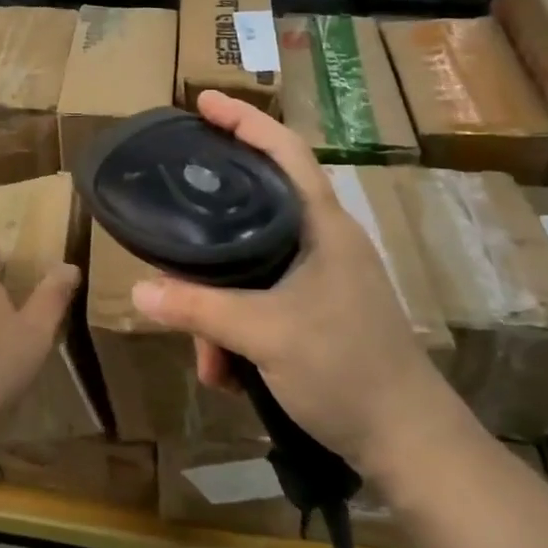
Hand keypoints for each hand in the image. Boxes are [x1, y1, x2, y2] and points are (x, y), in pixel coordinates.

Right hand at [131, 90, 450, 469]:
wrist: (409, 445)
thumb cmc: (347, 369)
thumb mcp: (265, 334)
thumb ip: (199, 308)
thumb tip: (138, 290)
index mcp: (323, 225)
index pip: (284, 151)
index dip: (244, 120)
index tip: (202, 102)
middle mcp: (321, 242)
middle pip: (252, 209)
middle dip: (207, 238)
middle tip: (169, 231)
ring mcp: (320, 279)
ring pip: (249, 267)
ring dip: (218, 307)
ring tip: (206, 355)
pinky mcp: (315, 312)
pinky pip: (258, 301)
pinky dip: (235, 330)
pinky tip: (224, 370)